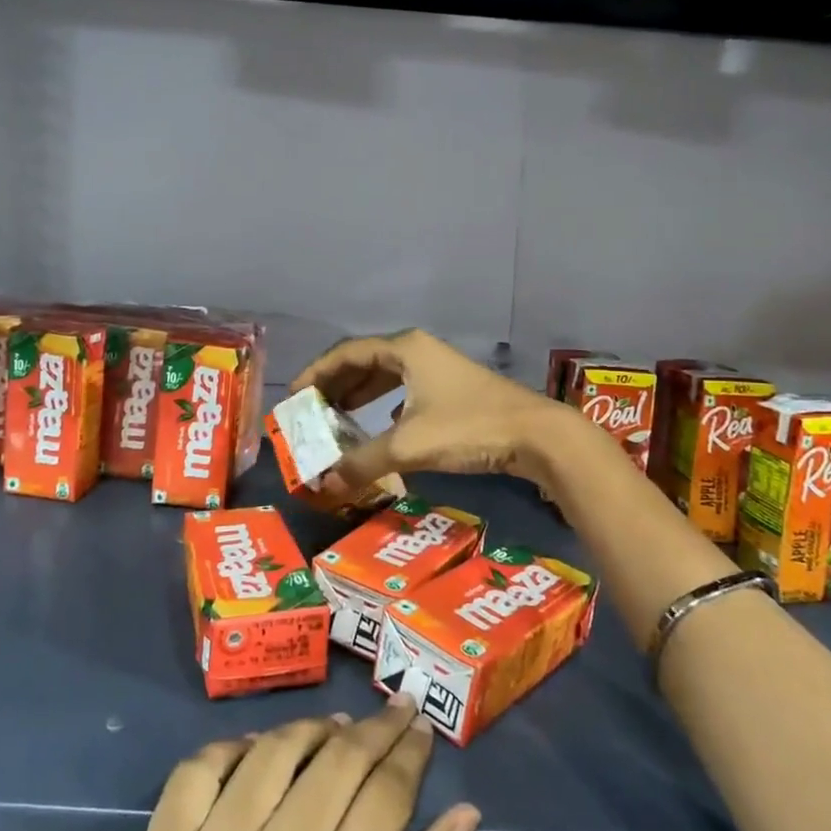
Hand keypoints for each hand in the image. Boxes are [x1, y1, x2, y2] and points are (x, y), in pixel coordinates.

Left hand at [131, 701, 479, 830]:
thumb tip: (465, 813)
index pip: (382, 798)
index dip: (409, 752)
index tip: (422, 725)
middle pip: (333, 764)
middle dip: (375, 729)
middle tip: (395, 711)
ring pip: (271, 751)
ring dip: (312, 730)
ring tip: (337, 730)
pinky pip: (198, 768)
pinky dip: (236, 747)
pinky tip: (262, 751)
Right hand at [291, 329, 578, 492]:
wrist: (536, 435)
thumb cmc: (468, 427)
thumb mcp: (409, 445)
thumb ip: (362, 462)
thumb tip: (323, 482)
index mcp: (404, 348)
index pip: (346, 353)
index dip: (316, 373)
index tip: (294, 397)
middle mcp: (418, 351)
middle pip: (364, 361)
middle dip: (335, 386)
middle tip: (310, 412)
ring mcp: (437, 369)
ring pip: (386, 376)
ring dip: (359, 396)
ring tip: (335, 419)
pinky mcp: (451, 390)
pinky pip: (404, 390)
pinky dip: (383, 406)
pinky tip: (377, 429)